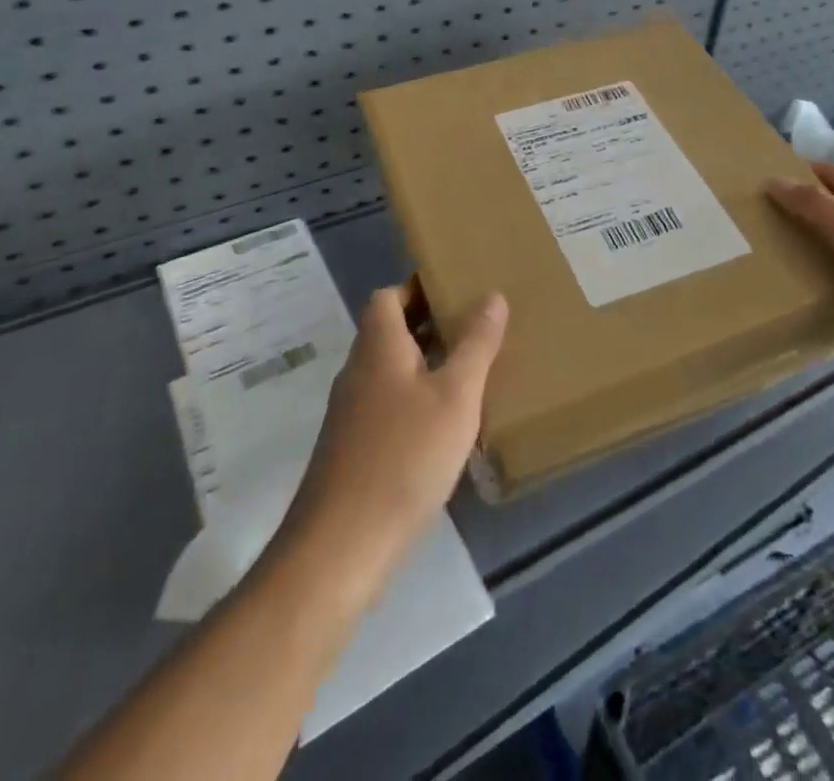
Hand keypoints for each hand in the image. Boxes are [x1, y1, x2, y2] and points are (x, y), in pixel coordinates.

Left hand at [280, 284, 507, 601]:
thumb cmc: (404, 457)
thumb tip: (492, 296)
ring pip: (390, 369)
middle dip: (429, 323)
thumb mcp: (455, 396)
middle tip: (474, 324)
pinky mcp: (353, 449)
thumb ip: (476, 344)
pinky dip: (416, 398)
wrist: (341, 547)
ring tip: (469, 368)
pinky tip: (446, 423)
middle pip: (389, 330)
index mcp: (378, 347)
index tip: (455, 286)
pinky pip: (388, 403)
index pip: (387, 296)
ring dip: (424, 361)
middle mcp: (358, 371)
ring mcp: (351, 413)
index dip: (418, 286)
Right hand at [767, 162, 833, 389]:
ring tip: (770, 251)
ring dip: (813, 247)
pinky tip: (804, 285)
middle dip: (801, 212)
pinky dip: (829, 277)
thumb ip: (813, 206)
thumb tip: (772, 180)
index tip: (758, 182)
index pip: (832, 175)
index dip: (798, 174)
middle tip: (757, 220)